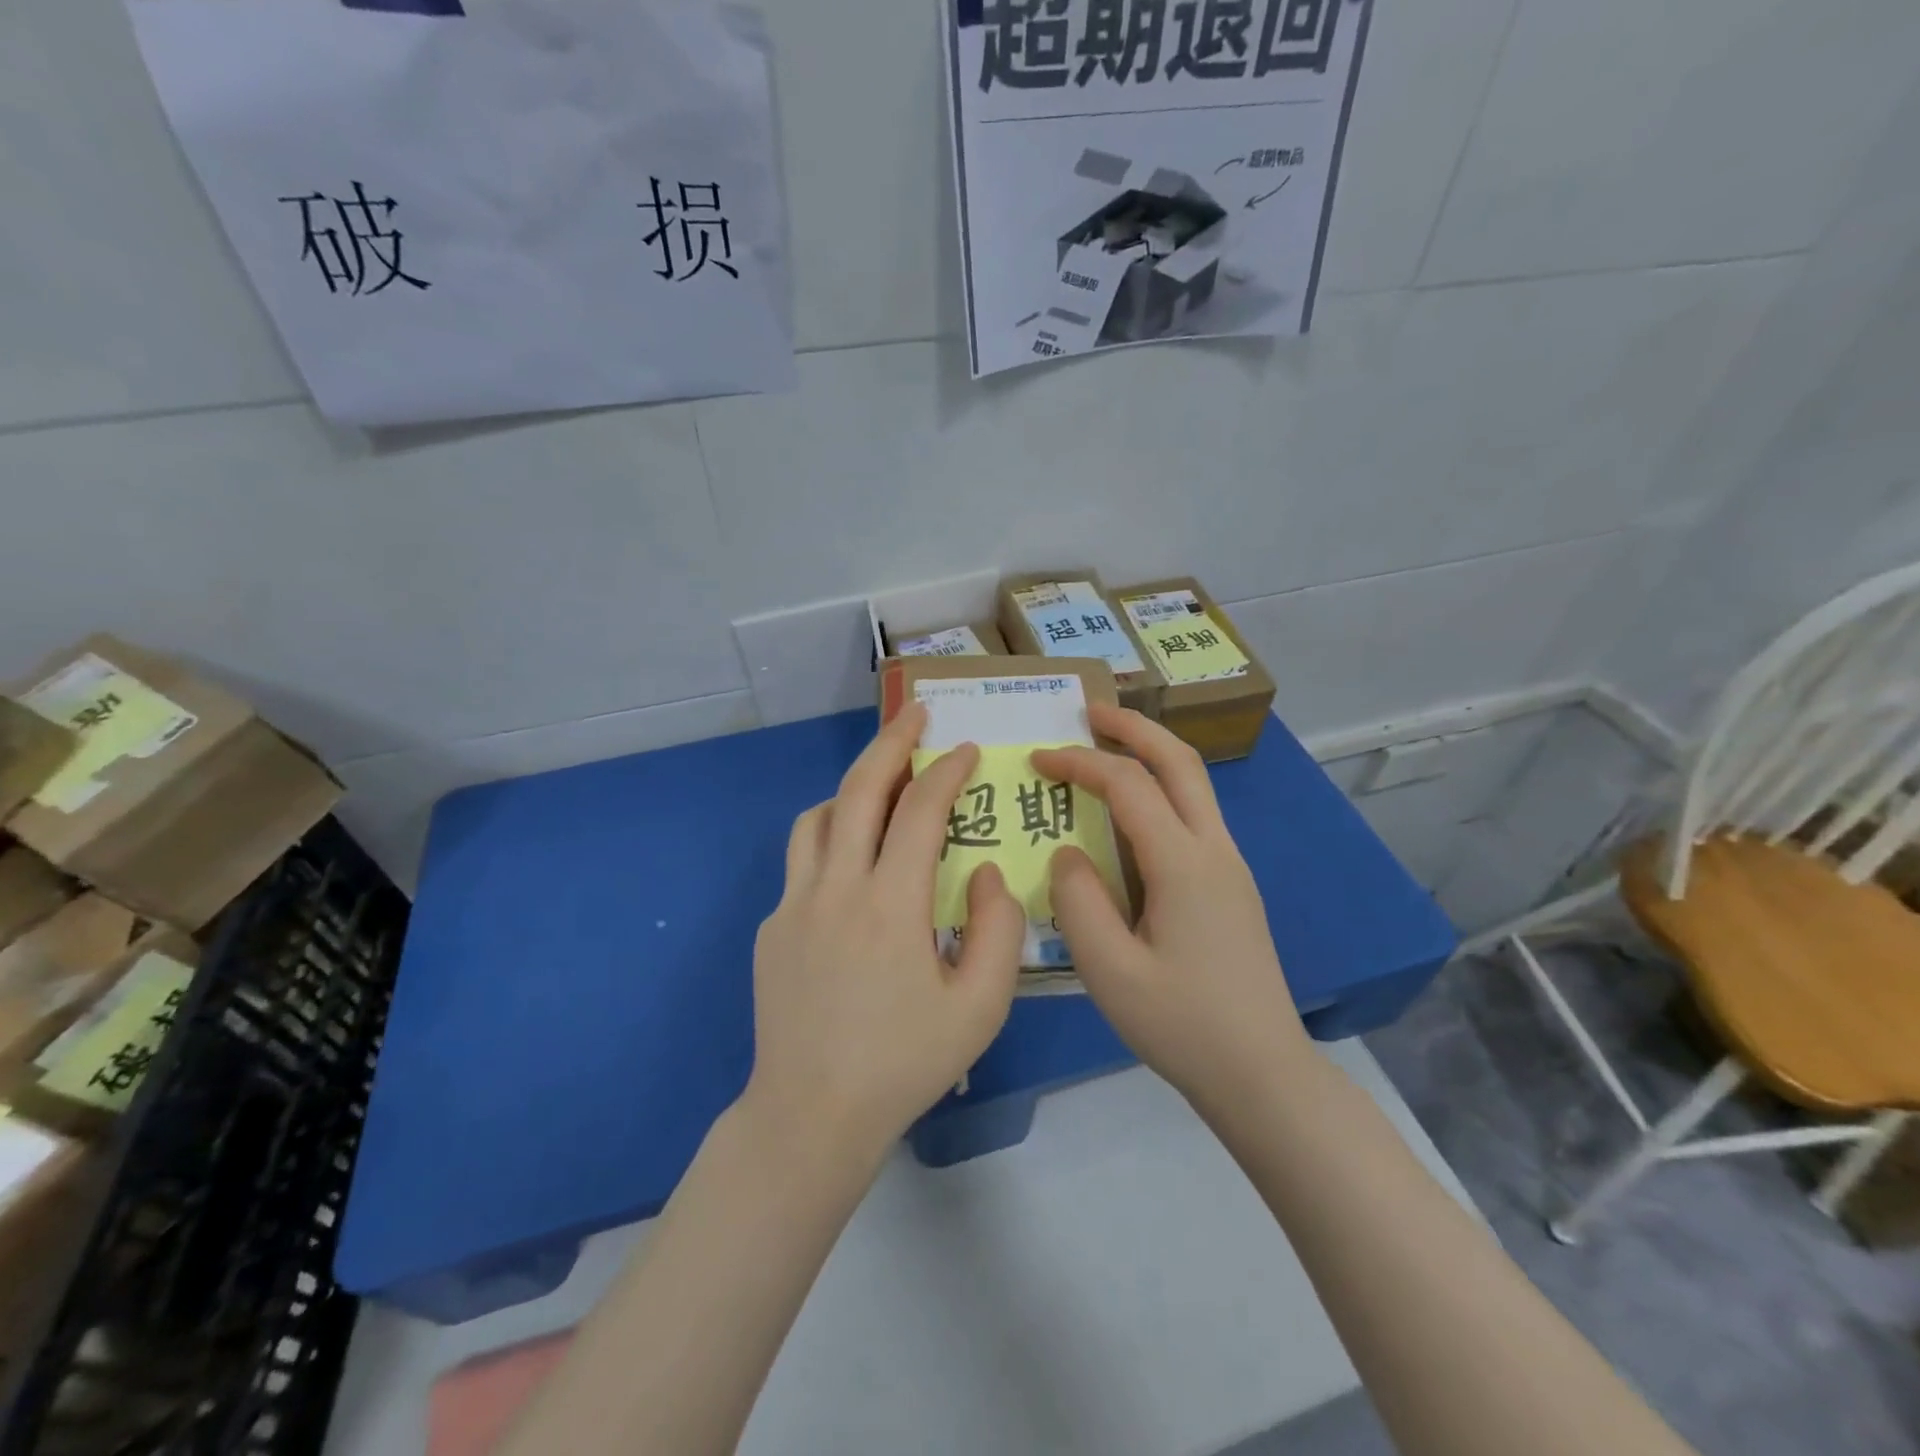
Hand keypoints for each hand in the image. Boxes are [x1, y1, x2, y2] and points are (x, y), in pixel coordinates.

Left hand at [746, 702, 1025, 1161]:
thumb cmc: (905, 1063)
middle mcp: (835, 887)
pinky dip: (832, 837)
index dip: (947, 771)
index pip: (920, 810)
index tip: (967, 748)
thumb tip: (983, 870)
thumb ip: (997, 929)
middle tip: (917, 715)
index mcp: (890, 904)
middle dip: (891, 742)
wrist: (811, 1115)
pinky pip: (803, 859)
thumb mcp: (980, 1006)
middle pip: (860, 788)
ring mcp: (793, 903)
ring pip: (819, 816)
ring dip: (855, 788)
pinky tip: (854, 866)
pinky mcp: (772, 926)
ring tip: (885, 788)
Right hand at [1032, 705, 1310, 1111]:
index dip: (1080, 762)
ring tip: (1106, 747)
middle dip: (1133, 726)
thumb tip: (1068, 853)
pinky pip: (1193, 816)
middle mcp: (1215, 850)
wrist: (1263, 1074)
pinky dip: (1159, 791)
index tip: (1038, 758)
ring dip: (1151, 754)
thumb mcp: (1110, 972)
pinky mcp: (1231, 887)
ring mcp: (1230, 867)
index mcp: (1184, 864)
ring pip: (1193, 784)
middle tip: (1089, 710)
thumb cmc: (1183, 1026)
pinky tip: (1129, 815)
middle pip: (1179, 761)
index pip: (1128, 785)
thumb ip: (1078, 902)